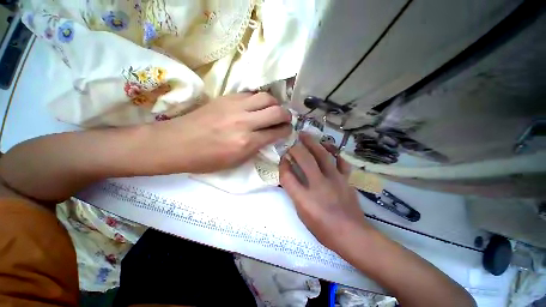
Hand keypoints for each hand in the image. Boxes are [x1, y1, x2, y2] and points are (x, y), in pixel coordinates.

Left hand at [154, 92, 291, 172]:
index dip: (286, 130)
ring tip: (272, 110)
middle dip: (286, 115)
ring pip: (266, 97)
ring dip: (274, 104)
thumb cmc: (207, 159)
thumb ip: (256, 147)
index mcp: (247, 142)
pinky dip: (259, 100)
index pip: (276, 132)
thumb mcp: (236, 161)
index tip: (288, 130)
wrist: (177, 143)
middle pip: (276, 111)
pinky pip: (251, 94)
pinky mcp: (227, 97)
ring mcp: (235, 106)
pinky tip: (256, 106)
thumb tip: (268, 137)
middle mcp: (245, 122)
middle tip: (285, 119)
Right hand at [279, 133, 370, 250]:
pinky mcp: (345, 180)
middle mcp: (318, 186)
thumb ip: (295, 194)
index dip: (283, 165)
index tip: (282, 159)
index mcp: (304, 199)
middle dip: (296, 148)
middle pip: (305, 160)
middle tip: (292, 140)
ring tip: (306, 135)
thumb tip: (291, 176)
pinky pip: (340, 161)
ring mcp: (334, 180)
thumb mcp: (302, 215)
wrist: (352, 235)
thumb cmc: (323, 229)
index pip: (288, 177)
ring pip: (323, 155)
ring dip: (313, 143)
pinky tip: (328, 146)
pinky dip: (333, 151)